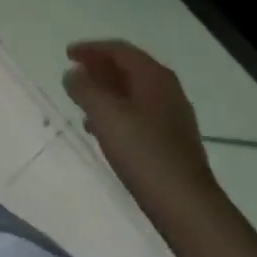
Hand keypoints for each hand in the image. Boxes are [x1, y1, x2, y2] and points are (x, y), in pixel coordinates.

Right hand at [64, 40, 216, 208]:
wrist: (188, 208)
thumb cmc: (144, 153)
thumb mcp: (105, 115)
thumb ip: (84, 89)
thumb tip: (73, 74)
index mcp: (154, 76)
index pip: (119, 50)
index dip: (91, 48)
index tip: (67, 55)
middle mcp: (167, 90)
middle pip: (128, 69)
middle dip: (99, 68)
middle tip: (74, 73)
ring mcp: (173, 117)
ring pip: (134, 93)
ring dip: (107, 92)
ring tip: (82, 102)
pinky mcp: (173, 143)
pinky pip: (140, 115)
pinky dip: (118, 113)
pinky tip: (103, 131)